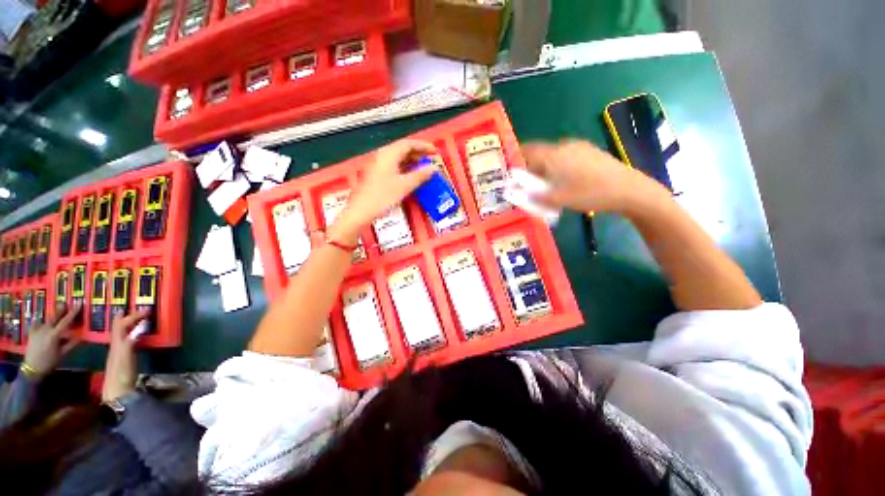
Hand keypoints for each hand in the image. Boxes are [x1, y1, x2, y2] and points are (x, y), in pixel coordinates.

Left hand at [23, 303, 82, 375]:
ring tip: (55, 315)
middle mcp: (45, 330)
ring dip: (52, 318)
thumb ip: (70, 344)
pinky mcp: (31, 333)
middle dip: (60, 310)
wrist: (32, 369)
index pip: (66, 321)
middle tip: (64, 303)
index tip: (78, 303)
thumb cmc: (49, 362)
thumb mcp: (62, 354)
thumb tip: (80, 336)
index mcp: (54, 334)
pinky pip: (35, 324)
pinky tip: (38, 319)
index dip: (73, 312)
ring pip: (46, 321)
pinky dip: (38, 321)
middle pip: (54, 317)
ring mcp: (37, 331)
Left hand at [102, 309, 149, 401]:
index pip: (122, 324)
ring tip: (130, 319)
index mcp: (116, 343)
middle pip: (117, 328)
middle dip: (122, 317)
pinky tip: (132, 337)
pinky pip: (124, 341)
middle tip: (130, 309)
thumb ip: (132, 340)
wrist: (117, 393)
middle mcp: (115, 345)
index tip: (147, 310)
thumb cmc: (122, 374)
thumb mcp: (127, 357)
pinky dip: (128, 334)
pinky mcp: (122, 359)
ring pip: (119, 334)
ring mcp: (118, 353)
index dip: (133, 316)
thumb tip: (142, 325)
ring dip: (124, 325)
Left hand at [329, 140, 437, 242]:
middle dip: (418, 153)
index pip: (408, 144)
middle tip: (430, 160)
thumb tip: (433, 168)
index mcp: (388, 154)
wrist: (360, 211)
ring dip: (412, 161)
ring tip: (424, 168)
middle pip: (402, 149)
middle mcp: (382, 156)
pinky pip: (394, 166)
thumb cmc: (383, 196)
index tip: (435, 152)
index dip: (423, 146)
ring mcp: (378, 165)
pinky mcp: (376, 174)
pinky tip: (411, 176)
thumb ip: (420, 176)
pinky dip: (405, 168)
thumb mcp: (404, 186)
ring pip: (398, 158)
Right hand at [522, 140, 663, 213]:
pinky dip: (557, 167)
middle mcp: (564, 146)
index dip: (515, 159)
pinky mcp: (589, 152)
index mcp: (554, 154)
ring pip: (552, 156)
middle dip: (529, 167)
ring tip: (546, 186)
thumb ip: (534, 196)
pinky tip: (564, 181)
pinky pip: (565, 157)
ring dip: (544, 168)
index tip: (510, 173)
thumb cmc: (590, 194)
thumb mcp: (558, 199)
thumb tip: (514, 194)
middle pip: (539, 153)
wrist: (629, 189)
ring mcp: (578, 147)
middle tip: (527, 184)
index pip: (526, 151)